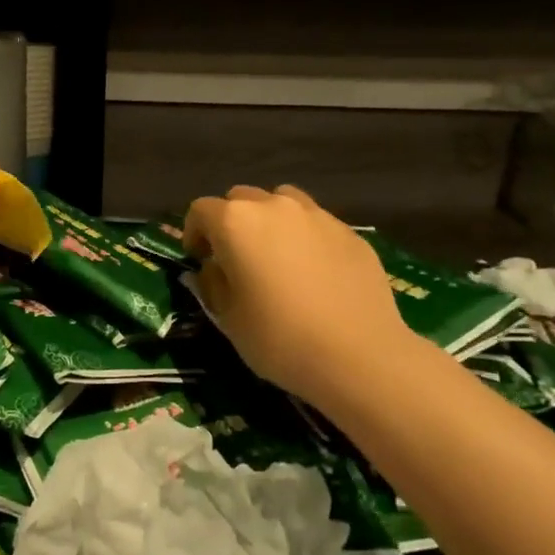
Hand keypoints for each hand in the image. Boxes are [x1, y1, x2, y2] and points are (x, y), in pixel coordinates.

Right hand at [183, 185, 416, 407]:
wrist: (360, 356)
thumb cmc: (280, 338)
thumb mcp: (228, 318)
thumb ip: (212, 284)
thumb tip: (212, 268)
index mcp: (235, 222)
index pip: (201, 210)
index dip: (194, 232)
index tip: (199, 259)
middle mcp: (274, 206)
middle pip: (241, 198)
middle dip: (231, 222)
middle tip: (235, 258)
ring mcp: (317, 215)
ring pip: (282, 202)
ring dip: (270, 221)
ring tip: (276, 256)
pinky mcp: (350, 232)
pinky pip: (316, 223)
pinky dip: (305, 238)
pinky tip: (315, 273)